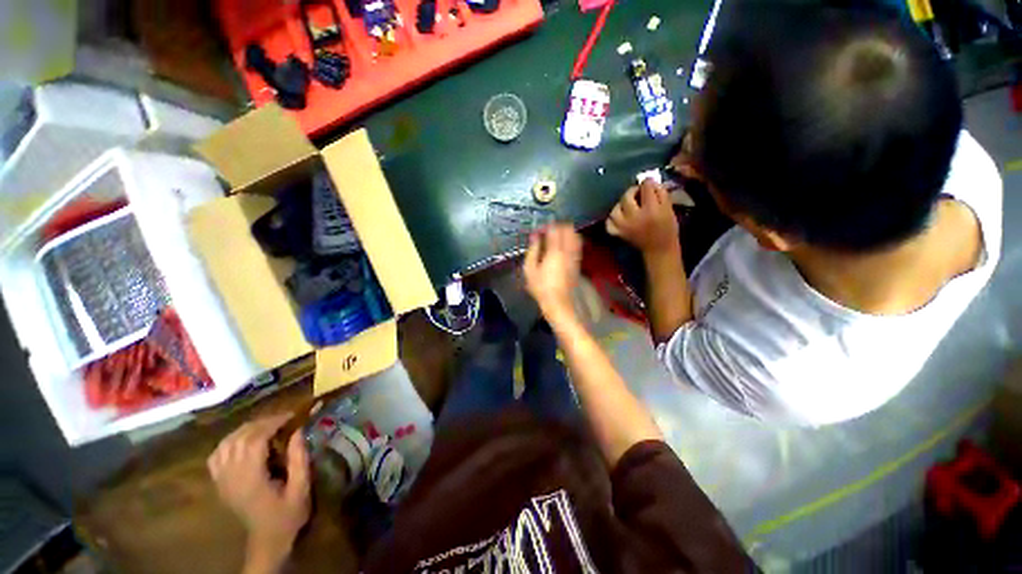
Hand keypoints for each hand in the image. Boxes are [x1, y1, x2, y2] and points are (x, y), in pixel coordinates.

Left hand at [208, 414, 309, 567]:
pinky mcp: (220, 483)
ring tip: (266, 425)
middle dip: (262, 423)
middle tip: (283, 418)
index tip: (291, 415)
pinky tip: (243, 440)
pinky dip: (229, 442)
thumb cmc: (288, 514)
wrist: (267, 539)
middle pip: (240, 438)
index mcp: (251, 478)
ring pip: (226, 443)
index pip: (255, 440)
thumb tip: (299, 430)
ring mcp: (222, 480)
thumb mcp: (301, 488)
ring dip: (246, 429)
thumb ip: (299, 460)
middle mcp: (232, 476)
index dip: (272, 423)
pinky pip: (217, 455)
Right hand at [523, 224, 582, 319]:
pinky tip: (561, 247)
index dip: (546, 226)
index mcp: (555, 251)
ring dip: (566, 233)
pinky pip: (577, 245)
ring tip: (555, 238)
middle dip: (558, 226)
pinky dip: (570, 241)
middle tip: (547, 232)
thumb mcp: (530, 269)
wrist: (558, 303)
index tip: (539, 231)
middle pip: (569, 229)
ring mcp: (575, 256)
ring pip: (576, 236)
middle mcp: (568, 251)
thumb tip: (535, 236)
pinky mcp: (578, 263)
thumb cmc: (541, 287)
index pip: (555, 229)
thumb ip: (533, 250)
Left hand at [606, 179, 678, 254]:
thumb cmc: (667, 228)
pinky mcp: (618, 234)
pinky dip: (612, 219)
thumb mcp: (669, 209)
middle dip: (632, 191)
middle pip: (626, 197)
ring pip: (615, 210)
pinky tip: (619, 217)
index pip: (645, 187)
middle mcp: (634, 217)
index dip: (647, 183)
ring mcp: (623, 226)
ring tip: (628, 205)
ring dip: (621, 205)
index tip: (649, 183)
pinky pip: (609, 223)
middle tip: (637, 193)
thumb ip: (661, 193)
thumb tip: (650, 182)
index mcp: (651, 210)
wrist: (659, 249)